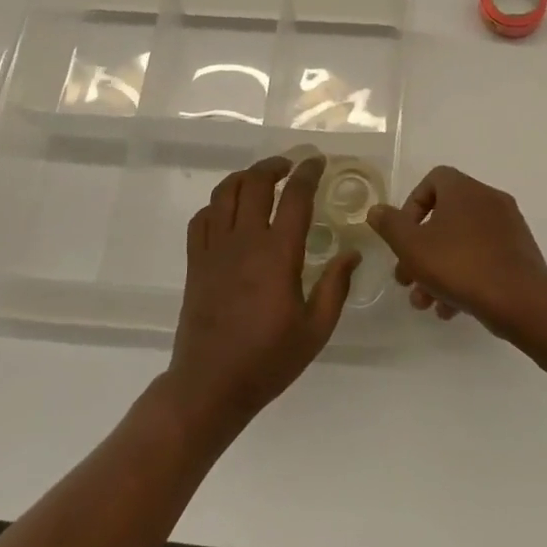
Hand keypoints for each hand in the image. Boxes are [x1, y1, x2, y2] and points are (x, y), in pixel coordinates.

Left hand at [165, 155, 358, 437]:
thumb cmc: (269, 359)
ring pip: (224, 194)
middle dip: (274, 165)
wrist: (210, 385)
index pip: (294, 197)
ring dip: (245, 177)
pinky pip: (202, 219)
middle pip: (255, 183)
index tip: (318, 162)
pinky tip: (229, 212)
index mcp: (278, 254)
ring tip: (261, 179)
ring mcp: (214, 250)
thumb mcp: (316, 329)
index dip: (308, 173)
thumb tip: (352, 254)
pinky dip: (216, 205)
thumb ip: (335, 287)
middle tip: (290, 165)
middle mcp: (244, 242)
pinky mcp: (195, 263)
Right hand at [366, 166, 546, 330]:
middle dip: (420, 249)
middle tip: (405, 278)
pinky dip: (464, 277)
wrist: (520, 299)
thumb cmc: (460, 265)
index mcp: (464, 190)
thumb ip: (390, 226)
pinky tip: (449, 309)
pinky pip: (483, 257)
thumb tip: (376, 210)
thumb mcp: (412, 246)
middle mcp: (488, 200)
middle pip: (445, 217)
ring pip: (462, 242)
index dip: (412, 205)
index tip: (403, 235)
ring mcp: (508, 227)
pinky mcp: (518, 253)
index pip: (433, 180)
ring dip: (438, 269)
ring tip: (425, 302)